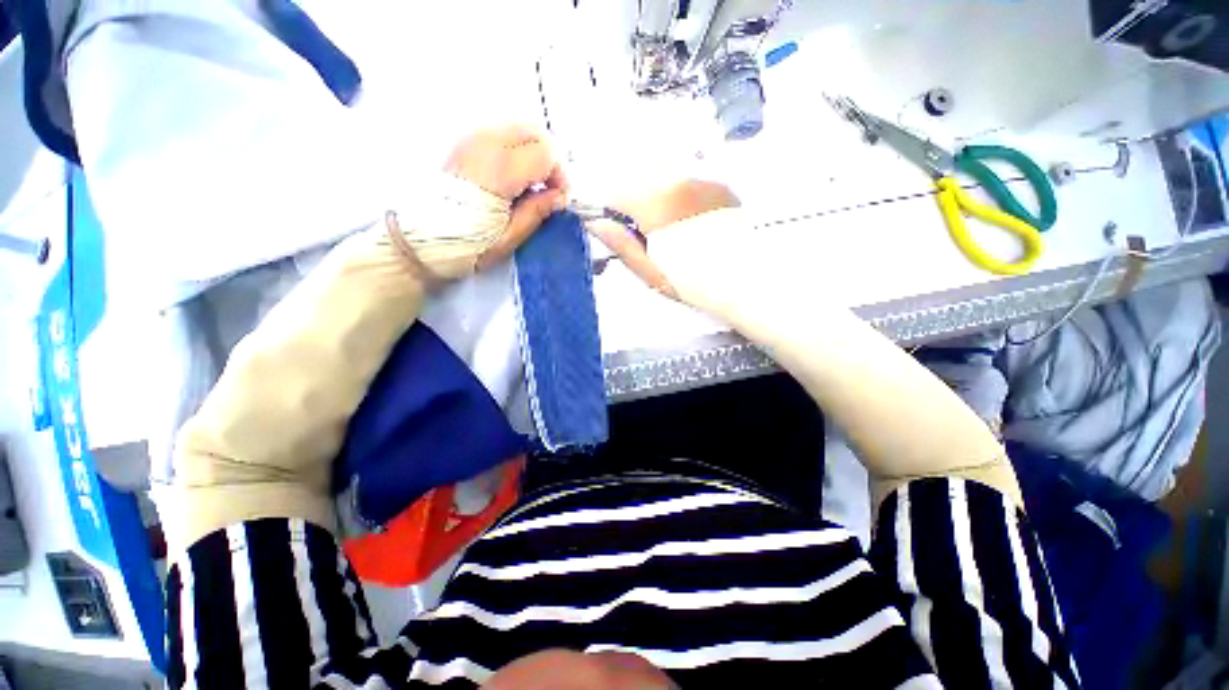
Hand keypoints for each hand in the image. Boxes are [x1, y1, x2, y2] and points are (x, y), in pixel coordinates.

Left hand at [445, 125, 568, 269]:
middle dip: (550, 158)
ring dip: (534, 151)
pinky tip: (513, 175)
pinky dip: (516, 148)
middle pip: (533, 131)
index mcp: (499, 170)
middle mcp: (484, 144)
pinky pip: (500, 132)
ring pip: (517, 127)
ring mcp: (470, 139)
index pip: (545, 152)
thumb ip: (537, 211)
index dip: (560, 175)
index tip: (559, 198)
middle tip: (550, 188)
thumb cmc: (466, 246)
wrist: (419, 241)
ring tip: (532, 183)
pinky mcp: (463, 143)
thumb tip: (558, 197)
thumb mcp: (508, 238)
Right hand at [588, 180, 739, 297]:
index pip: (614, 192)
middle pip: (638, 179)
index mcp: (655, 202)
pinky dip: (680, 197)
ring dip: (656, 197)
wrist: (743, 281)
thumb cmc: (691, 282)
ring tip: (671, 231)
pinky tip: (691, 223)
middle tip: (647, 235)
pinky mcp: (719, 185)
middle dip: (633, 202)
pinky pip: (687, 182)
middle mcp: (677, 179)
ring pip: (663, 178)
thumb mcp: (649, 270)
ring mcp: (701, 179)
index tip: (618, 230)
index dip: (609, 211)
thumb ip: (620, 243)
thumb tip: (595, 222)